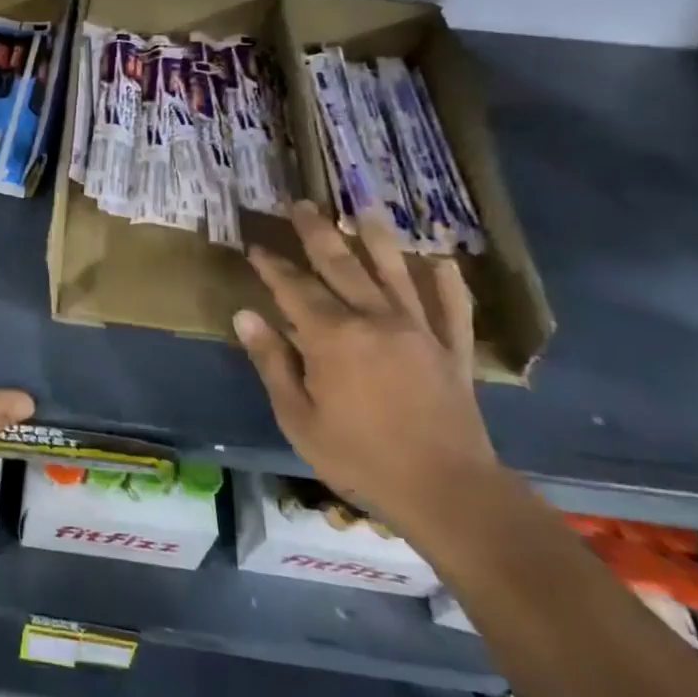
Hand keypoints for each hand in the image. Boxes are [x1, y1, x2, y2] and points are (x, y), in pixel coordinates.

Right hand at [233, 201, 497, 531]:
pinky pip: (452, 308)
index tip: (255, 245)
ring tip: (365, 208)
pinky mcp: (452, 350)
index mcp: (332, 336)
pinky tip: (441, 262)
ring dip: (377, 238)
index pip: (294, 287)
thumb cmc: (360, 457)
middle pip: (342, 264)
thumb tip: (245, 315)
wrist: (447, 492)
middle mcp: (375, 319)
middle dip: (317, 232)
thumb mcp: (298, 417)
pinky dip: (447, 283)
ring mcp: (419, 331)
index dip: (271, 265)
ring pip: (395, 272)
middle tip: (301, 204)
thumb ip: (272, 361)